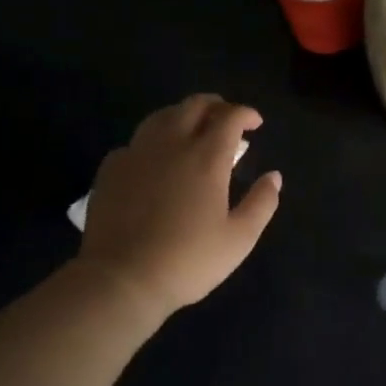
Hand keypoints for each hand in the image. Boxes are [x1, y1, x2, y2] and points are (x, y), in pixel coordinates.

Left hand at [78, 95, 281, 318]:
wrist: (121, 279)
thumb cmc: (187, 260)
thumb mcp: (239, 239)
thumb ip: (261, 203)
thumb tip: (274, 176)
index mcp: (207, 157)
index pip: (229, 117)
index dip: (245, 113)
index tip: (255, 124)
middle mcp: (171, 144)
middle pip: (194, 105)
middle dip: (215, 105)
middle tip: (226, 120)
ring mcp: (137, 153)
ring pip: (161, 116)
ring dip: (183, 115)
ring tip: (192, 130)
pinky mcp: (111, 169)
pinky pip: (136, 141)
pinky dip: (153, 141)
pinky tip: (155, 159)